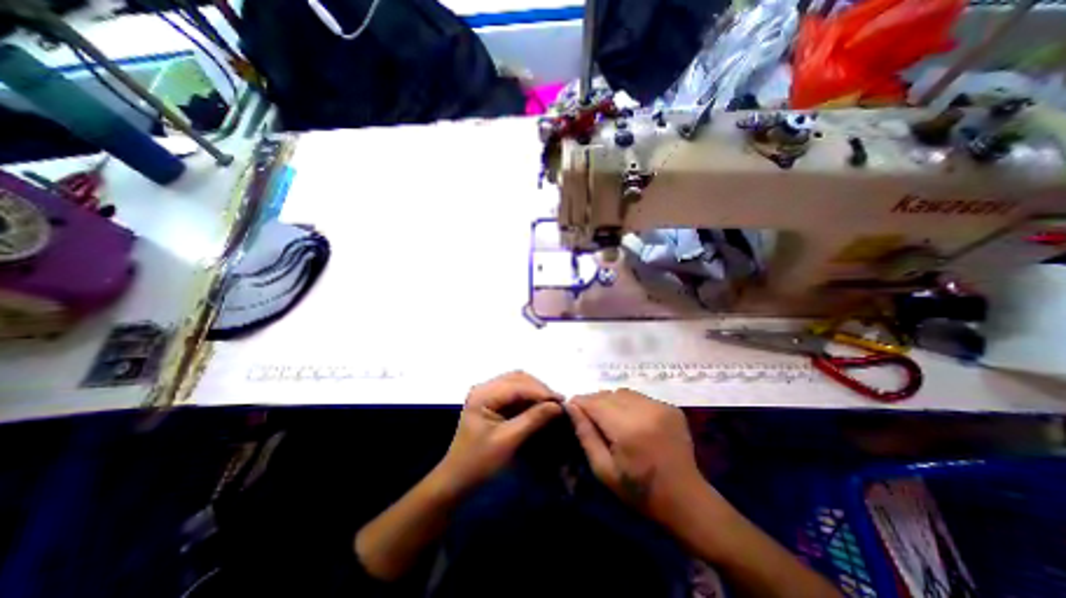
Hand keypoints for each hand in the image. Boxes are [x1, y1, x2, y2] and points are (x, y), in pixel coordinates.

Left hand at [435, 374, 561, 494]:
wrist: (457, 479)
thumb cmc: (479, 462)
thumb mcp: (508, 441)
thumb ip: (533, 420)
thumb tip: (558, 406)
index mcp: (483, 394)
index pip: (517, 385)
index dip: (541, 391)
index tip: (562, 401)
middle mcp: (484, 388)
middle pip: (518, 379)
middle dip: (539, 389)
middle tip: (559, 403)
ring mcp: (487, 393)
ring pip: (518, 383)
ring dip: (536, 392)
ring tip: (552, 404)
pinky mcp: (492, 402)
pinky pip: (515, 393)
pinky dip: (529, 398)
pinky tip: (540, 407)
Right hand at [567, 390, 704, 524]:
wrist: (686, 499)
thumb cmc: (640, 491)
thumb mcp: (604, 470)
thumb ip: (585, 434)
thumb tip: (570, 406)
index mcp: (627, 429)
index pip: (594, 402)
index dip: (579, 402)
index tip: (570, 407)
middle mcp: (645, 411)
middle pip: (608, 394)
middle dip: (594, 401)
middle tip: (589, 417)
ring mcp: (660, 406)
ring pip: (623, 392)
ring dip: (611, 401)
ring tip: (610, 419)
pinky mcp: (670, 407)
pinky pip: (639, 397)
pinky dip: (628, 404)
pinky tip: (631, 421)